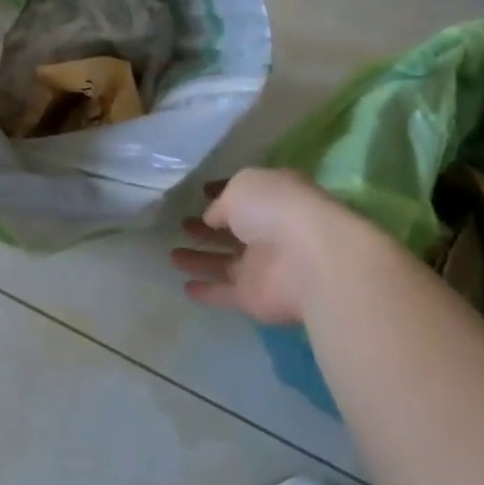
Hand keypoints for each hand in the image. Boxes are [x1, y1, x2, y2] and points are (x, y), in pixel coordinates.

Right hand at [171, 168, 373, 325]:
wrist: (311, 260)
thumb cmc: (276, 208)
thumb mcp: (242, 186)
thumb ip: (222, 203)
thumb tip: (212, 218)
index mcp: (273, 197)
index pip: (244, 194)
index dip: (221, 192)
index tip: (200, 193)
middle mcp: (270, 230)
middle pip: (234, 230)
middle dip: (208, 228)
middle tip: (183, 225)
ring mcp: (264, 266)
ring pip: (225, 262)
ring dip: (200, 259)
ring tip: (172, 255)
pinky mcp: (255, 297)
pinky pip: (226, 292)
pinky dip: (207, 291)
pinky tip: (185, 287)